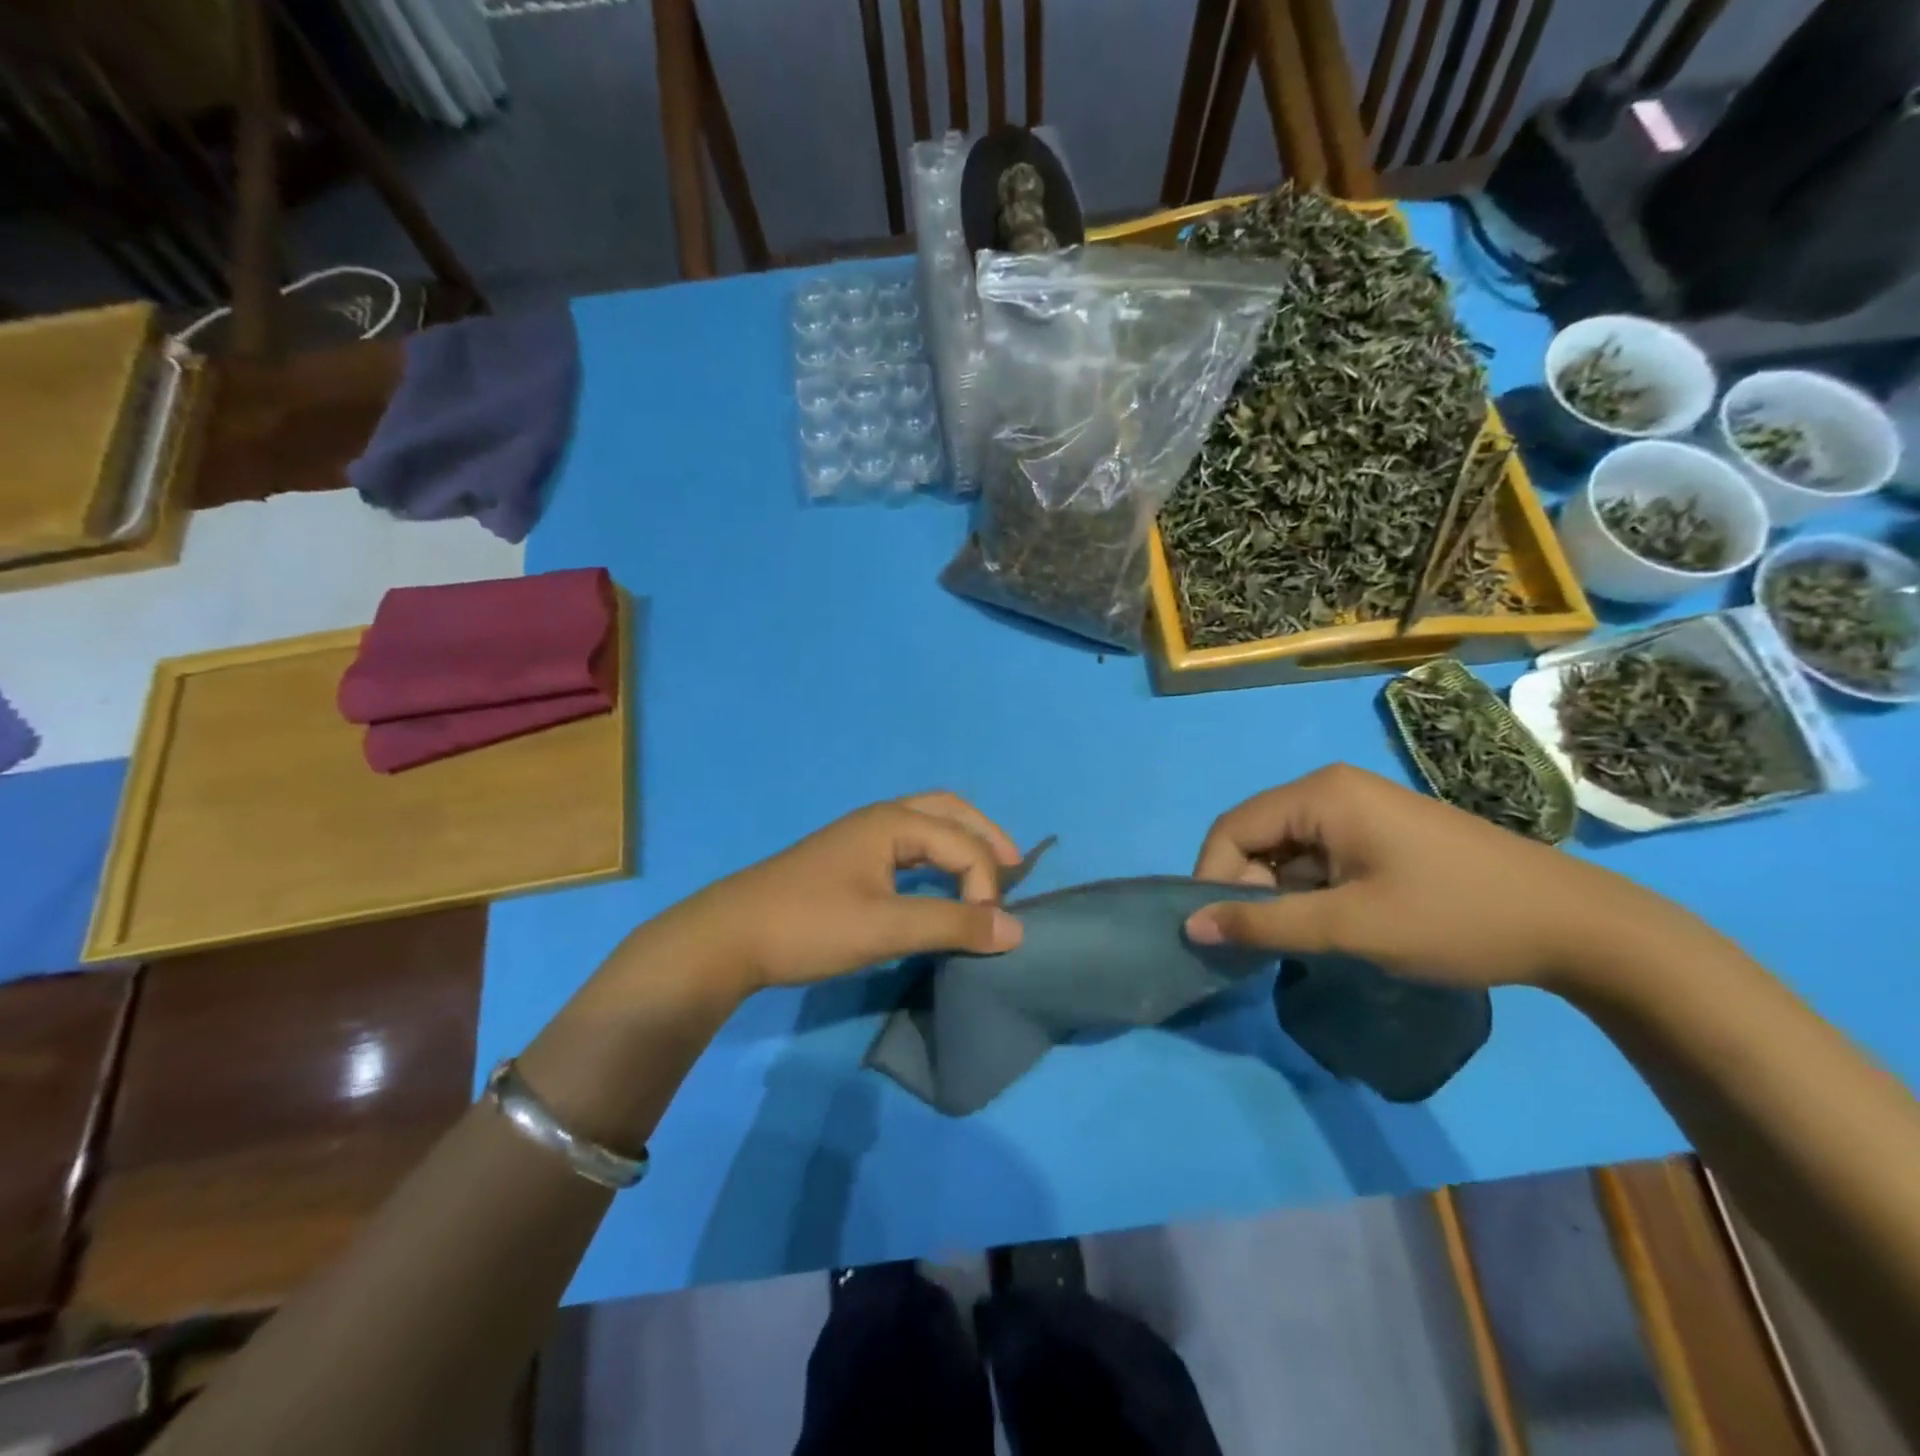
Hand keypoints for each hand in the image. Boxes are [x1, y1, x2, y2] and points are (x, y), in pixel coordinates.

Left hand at [689, 792, 1025, 990]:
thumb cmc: (810, 924)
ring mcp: (862, 837)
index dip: (986, 886)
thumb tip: (1015, 930)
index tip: (988, 934)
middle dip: (985, 836)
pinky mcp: (849, 860)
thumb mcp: (886, 927)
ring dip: (961, 844)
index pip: (963, 844)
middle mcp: (882, 818)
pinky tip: (938, 885)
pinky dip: (936, 858)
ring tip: (986, 876)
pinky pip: (909, 847)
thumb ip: (952, 924)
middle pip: (950, 811)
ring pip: (927, 826)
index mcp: (894, 822)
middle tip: (1014, 868)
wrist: (729, 936)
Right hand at [1185, 765, 1662, 989]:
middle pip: (1257, 836)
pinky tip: (1332, 924)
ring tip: (1301, 939)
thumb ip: (1264, 924)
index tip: (1216, 933)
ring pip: (1287, 849)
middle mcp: (1332, 789)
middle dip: (1247, 888)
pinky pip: (1318, 855)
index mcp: (1321, 794)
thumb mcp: (1350, 926)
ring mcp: (1359, 807)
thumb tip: (1190, 926)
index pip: (1232, 829)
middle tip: (1262, 943)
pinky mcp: (1380, 830)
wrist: (1577, 925)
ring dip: (1279, 893)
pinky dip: (1309, 890)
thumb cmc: (1454, 918)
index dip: (1211, 878)